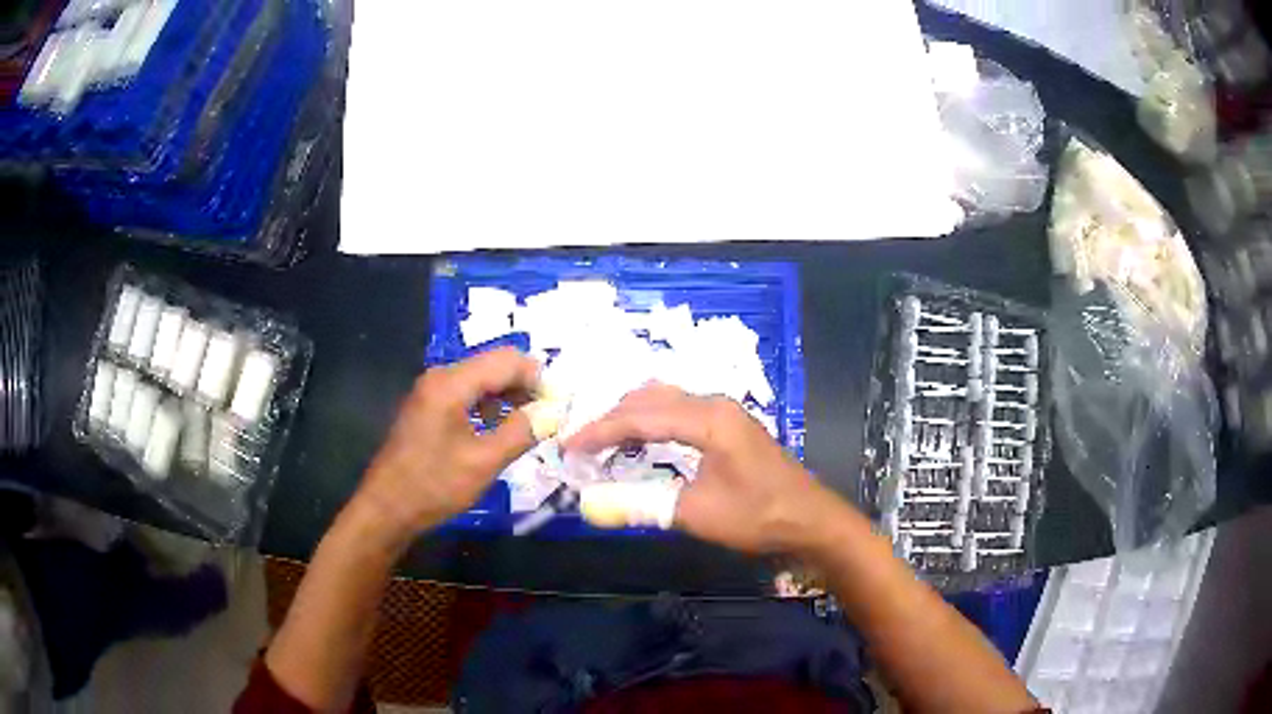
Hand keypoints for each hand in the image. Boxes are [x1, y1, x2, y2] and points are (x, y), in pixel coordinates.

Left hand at [352, 348, 541, 542]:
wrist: (386, 508)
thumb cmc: (434, 485)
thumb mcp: (483, 462)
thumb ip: (521, 432)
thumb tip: (553, 412)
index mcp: (451, 383)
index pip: (507, 360)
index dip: (538, 377)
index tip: (561, 404)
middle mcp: (441, 377)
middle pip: (494, 365)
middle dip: (525, 385)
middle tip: (550, 416)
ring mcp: (432, 391)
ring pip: (482, 380)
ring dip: (509, 396)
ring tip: (532, 425)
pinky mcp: (429, 407)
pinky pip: (468, 394)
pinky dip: (490, 406)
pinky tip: (502, 430)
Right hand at [564, 383, 841, 553]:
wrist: (811, 520)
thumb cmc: (758, 516)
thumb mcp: (697, 514)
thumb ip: (642, 505)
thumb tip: (590, 504)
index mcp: (708, 418)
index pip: (640, 416)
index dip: (599, 431)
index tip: (567, 446)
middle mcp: (715, 405)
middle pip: (650, 400)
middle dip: (611, 419)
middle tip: (581, 443)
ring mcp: (725, 413)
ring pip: (666, 401)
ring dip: (632, 416)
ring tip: (603, 439)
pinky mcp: (730, 426)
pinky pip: (680, 411)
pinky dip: (653, 421)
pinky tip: (641, 439)